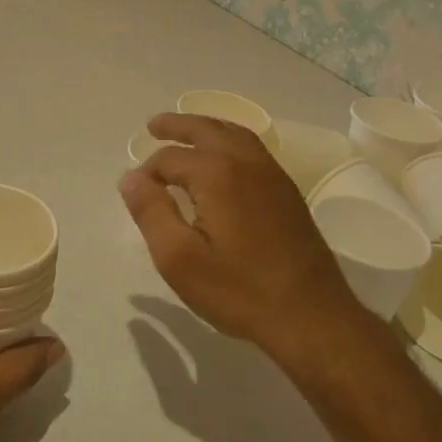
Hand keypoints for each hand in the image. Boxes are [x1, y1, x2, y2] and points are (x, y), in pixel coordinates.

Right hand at [119, 114, 357, 361]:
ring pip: (233, 133)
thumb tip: (130, 177)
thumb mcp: (179, 259)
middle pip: (205, 129)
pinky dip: (229, 139)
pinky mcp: (286, 190)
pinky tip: (223, 157)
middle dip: (177, 126)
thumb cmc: (239, 290)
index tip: (137, 193)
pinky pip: (252, 147)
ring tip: (186, 133)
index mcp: (216, 174)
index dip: (147, 173)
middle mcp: (245, 162)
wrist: (311, 316)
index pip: (170, 159)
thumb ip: (151, 212)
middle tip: (153, 125)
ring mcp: (271, 174)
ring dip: (206, 128)